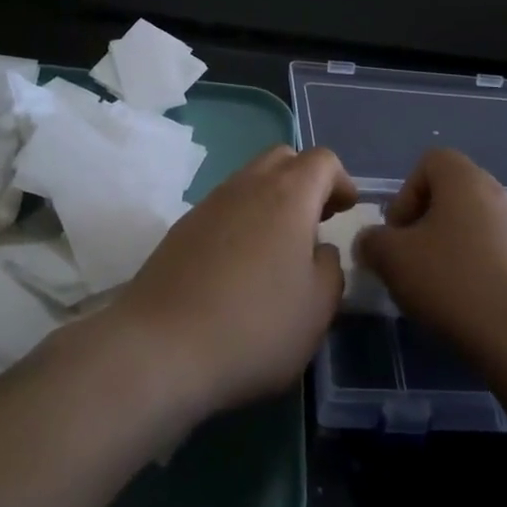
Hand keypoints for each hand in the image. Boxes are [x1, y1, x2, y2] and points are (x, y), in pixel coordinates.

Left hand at [115, 146, 356, 418]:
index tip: (346, 211)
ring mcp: (207, 205)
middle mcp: (246, 186)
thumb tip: (318, 251)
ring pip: (248, 181)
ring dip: (271, 201)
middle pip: (282, 159)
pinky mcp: (180, 230)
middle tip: (316, 221)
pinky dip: (242, 221)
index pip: (322, 160)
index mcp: (287, 195)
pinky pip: (223, 208)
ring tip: (280, 248)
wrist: (159, 348)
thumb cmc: (255, 326)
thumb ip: (330, 268)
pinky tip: (241, 266)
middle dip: (305, 181)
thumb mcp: (318, 307)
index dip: (341, 181)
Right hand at [354, 149, 506, 373]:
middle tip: (418, 264)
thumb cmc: (453, 285)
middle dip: (434, 225)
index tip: (398, 234)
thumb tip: (372, 242)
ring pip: (491, 227)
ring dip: (470, 247)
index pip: (431, 162)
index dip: (407, 194)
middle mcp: (505, 195)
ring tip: (455, 290)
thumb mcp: (392, 260)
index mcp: (466, 181)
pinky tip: (498, 297)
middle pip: (461, 196)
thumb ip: (373, 242)